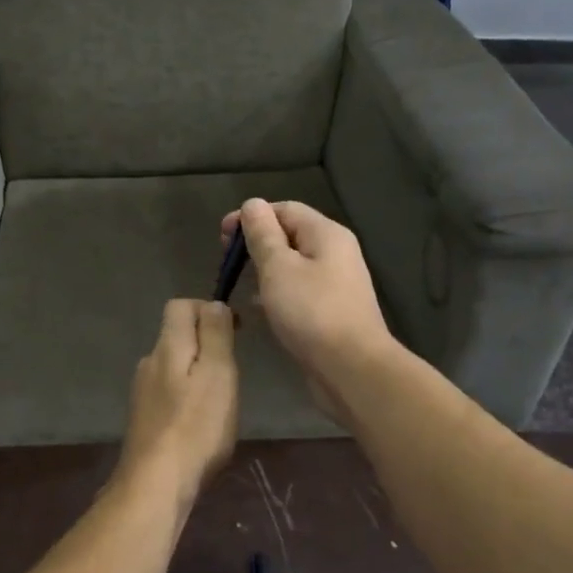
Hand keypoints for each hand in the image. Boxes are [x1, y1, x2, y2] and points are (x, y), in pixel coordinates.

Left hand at [117, 299, 238, 507]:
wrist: (156, 483)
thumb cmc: (196, 426)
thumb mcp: (218, 373)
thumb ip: (215, 335)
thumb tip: (213, 304)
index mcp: (167, 346)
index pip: (180, 305)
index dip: (208, 309)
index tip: (235, 332)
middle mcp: (149, 362)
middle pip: (177, 336)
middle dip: (206, 344)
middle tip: (233, 371)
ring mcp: (142, 392)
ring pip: (174, 367)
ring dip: (197, 373)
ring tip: (221, 401)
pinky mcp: (144, 419)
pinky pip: (169, 394)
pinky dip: (187, 398)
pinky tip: (201, 424)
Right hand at [220, 200, 393, 419]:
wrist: (351, 367)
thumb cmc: (311, 312)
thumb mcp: (278, 267)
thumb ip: (262, 234)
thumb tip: (252, 204)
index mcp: (325, 234)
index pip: (284, 209)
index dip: (251, 216)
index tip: (221, 237)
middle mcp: (335, 252)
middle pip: (290, 234)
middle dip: (256, 243)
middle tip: (227, 261)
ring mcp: (336, 283)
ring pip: (293, 264)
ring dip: (264, 269)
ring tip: (239, 283)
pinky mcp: (331, 310)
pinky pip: (299, 289)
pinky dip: (276, 291)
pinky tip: (258, 308)